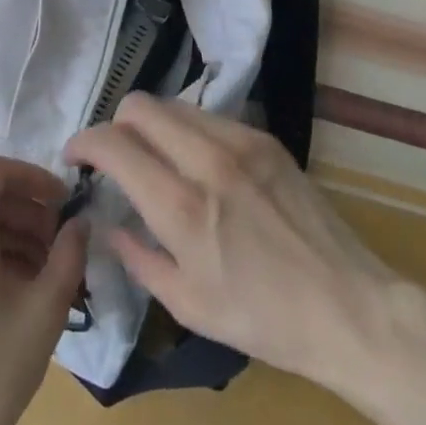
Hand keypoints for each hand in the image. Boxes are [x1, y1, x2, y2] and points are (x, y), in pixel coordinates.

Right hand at [63, 93, 398, 390]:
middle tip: (115, 158)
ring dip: (151, 125)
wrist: (349, 308)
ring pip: (174, 105)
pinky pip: (209, 116)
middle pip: (139, 106)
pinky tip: (196, 163)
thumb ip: (137, 258)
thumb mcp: (187, 304)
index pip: (113, 144)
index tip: (75, 159)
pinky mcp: (266, 140)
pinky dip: (187, 131)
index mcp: (182, 206)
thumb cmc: (263, 319)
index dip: (83, 143)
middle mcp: (207, 160)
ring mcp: (241, 143)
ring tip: (155, 158)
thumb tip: (108, 225)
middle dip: (114, 125)